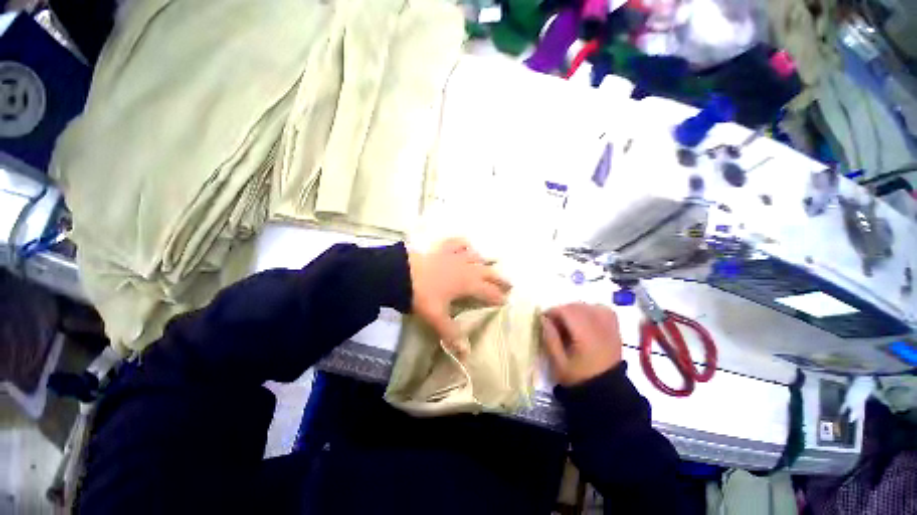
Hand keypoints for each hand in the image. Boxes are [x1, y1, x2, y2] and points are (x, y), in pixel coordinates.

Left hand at [408, 239, 510, 344]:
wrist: (401, 275)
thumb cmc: (422, 296)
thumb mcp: (436, 317)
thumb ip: (451, 334)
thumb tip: (465, 353)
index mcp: (468, 283)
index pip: (489, 291)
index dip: (498, 297)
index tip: (506, 301)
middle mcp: (466, 268)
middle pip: (488, 272)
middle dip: (499, 279)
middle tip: (509, 283)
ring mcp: (454, 256)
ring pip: (475, 256)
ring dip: (485, 261)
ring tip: (490, 264)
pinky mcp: (442, 249)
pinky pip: (456, 243)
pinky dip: (463, 244)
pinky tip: (466, 245)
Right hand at [542, 303, 622, 385]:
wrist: (606, 393)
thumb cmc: (579, 378)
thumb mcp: (558, 362)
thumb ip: (550, 338)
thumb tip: (544, 319)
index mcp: (585, 337)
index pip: (568, 312)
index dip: (553, 311)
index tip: (544, 318)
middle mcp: (600, 328)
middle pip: (579, 307)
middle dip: (563, 310)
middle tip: (554, 321)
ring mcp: (610, 329)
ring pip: (591, 306)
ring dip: (576, 309)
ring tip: (568, 320)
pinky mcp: (615, 331)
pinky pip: (605, 311)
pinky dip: (593, 309)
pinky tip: (585, 318)